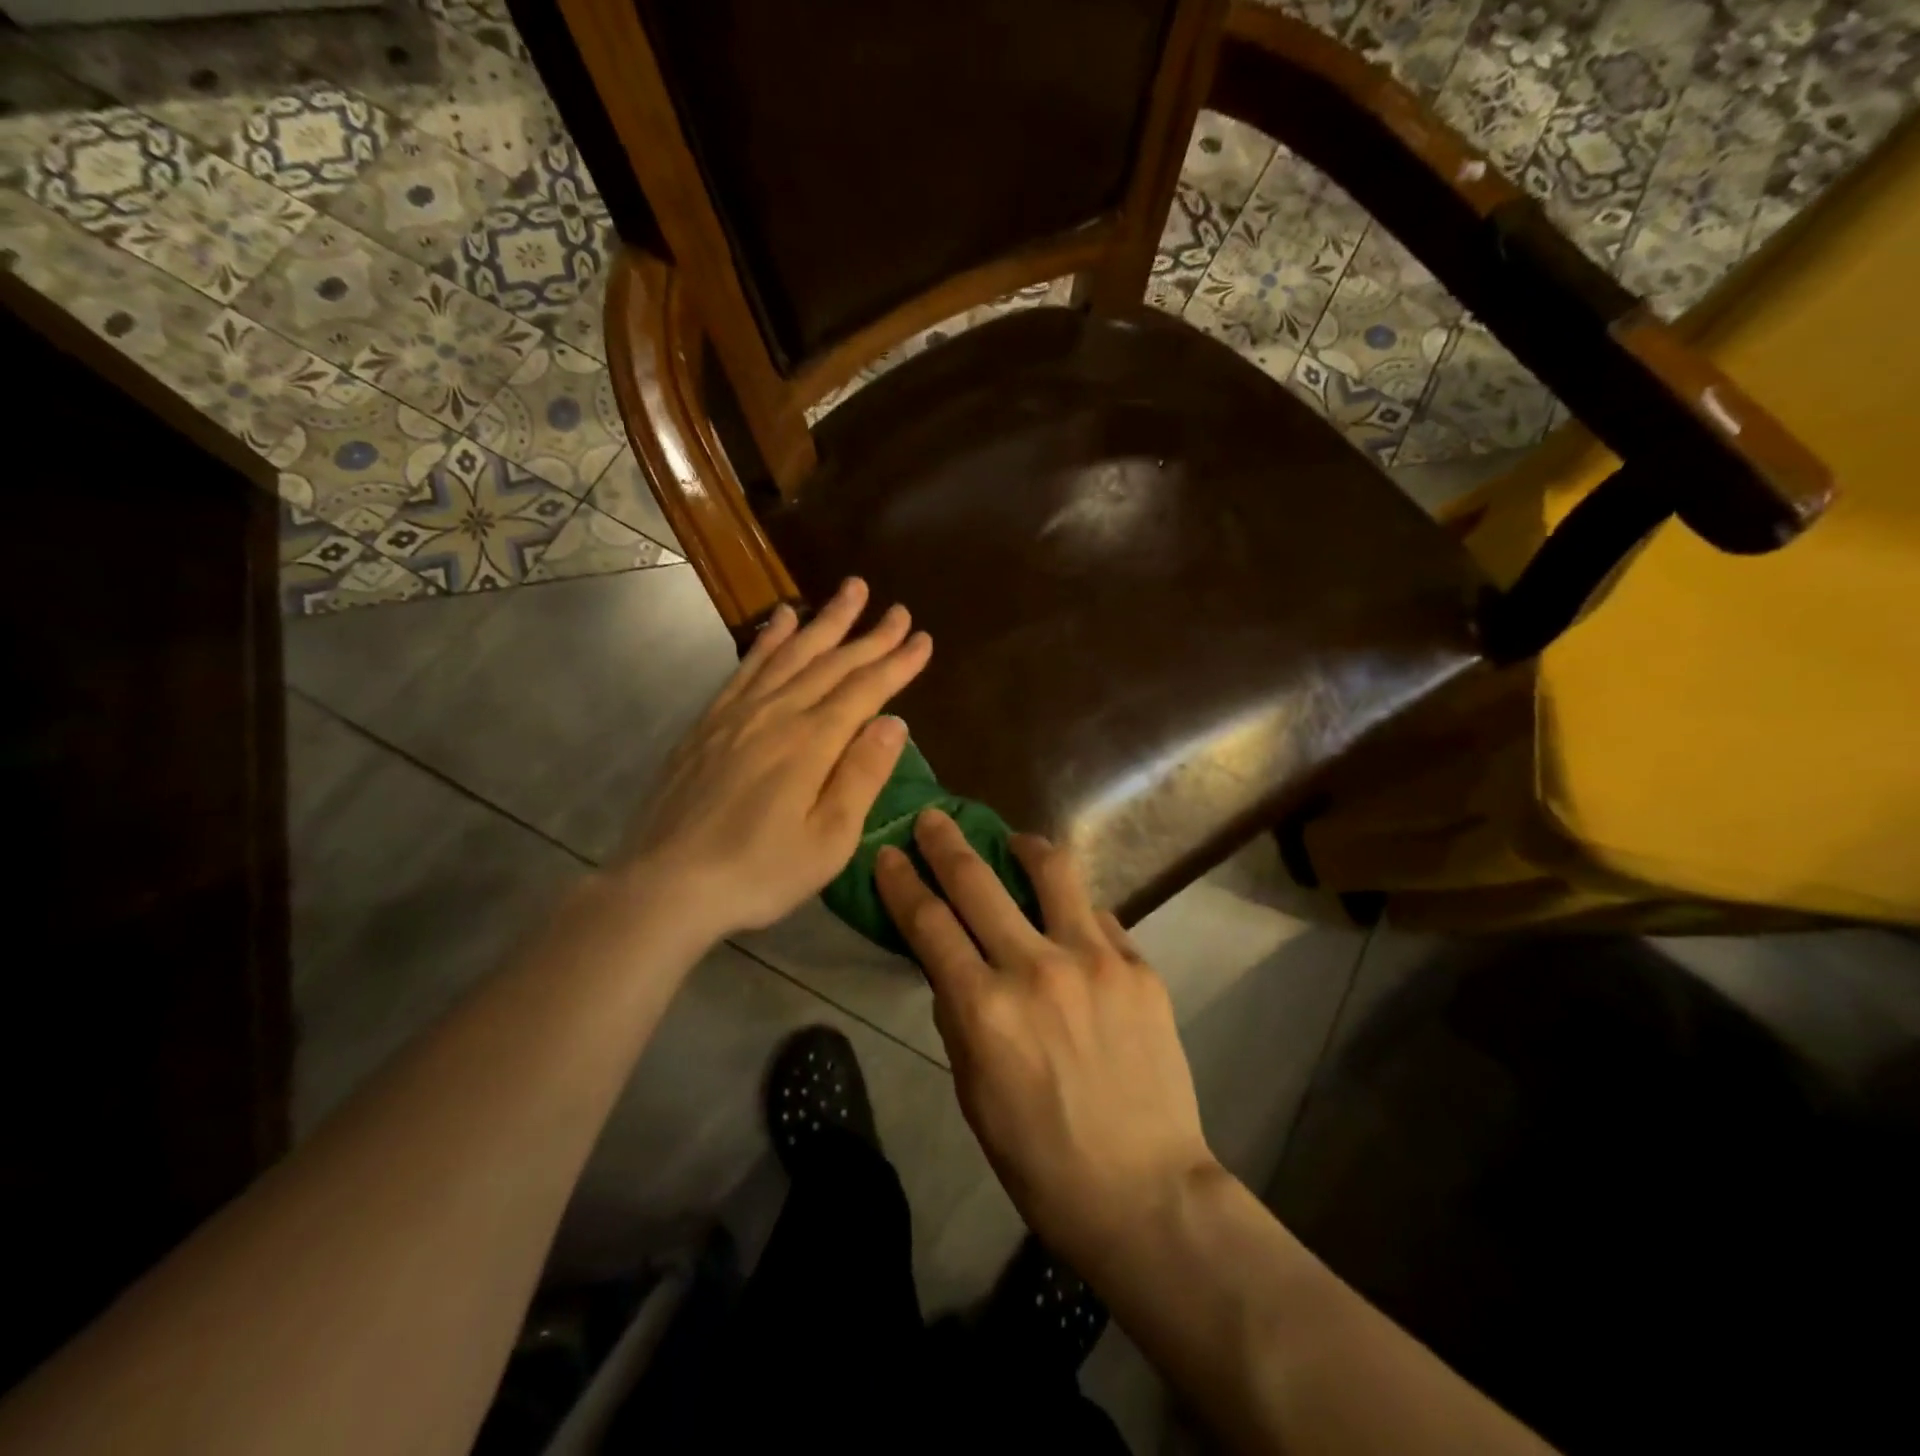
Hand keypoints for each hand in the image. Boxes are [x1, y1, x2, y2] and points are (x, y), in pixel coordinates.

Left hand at [624, 578, 930, 940]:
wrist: (666, 884)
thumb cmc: (758, 872)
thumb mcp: (828, 840)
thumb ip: (862, 776)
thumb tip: (895, 723)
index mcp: (812, 742)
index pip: (865, 689)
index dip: (897, 662)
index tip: (922, 638)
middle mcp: (777, 713)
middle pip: (832, 663)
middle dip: (870, 634)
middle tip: (899, 608)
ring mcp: (738, 713)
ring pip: (791, 653)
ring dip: (825, 621)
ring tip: (850, 590)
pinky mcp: (709, 722)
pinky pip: (747, 667)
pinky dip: (770, 639)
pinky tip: (782, 619)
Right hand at [875, 812, 1218, 1265]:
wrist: (1145, 1192)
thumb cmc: (1040, 1158)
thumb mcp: (973, 1092)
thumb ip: (959, 1016)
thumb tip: (954, 967)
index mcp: (983, 1009)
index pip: (928, 923)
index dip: (903, 882)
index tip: (889, 854)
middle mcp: (1036, 968)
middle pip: (978, 882)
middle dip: (946, 842)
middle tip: (934, 818)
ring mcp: (1094, 960)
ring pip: (1053, 872)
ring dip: (1023, 848)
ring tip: (1014, 844)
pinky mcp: (1138, 967)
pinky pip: (1099, 916)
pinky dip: (1075, 911)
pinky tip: (1071, 922)